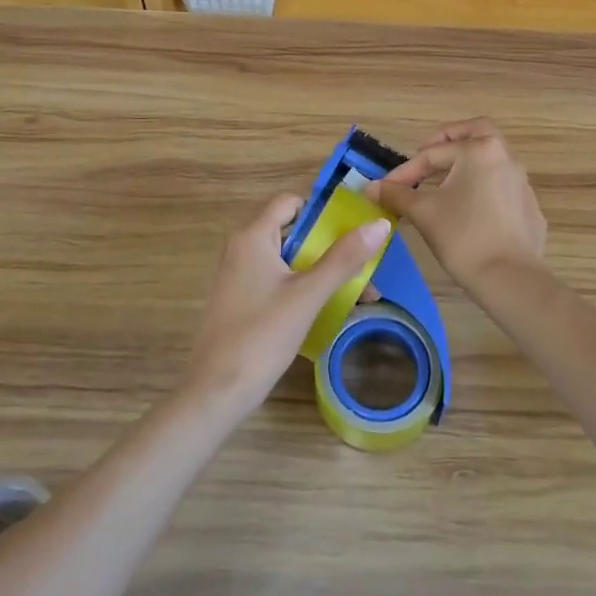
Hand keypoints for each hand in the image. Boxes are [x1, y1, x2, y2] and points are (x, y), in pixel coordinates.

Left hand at [182, 193, 391, 419]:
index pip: (291, 202)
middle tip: (364, 266)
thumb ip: (343, 258)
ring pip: (287, 260)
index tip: (354, 230)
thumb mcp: (308, 295)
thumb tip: (380, 225)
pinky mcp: (239, 301)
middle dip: (330, 247)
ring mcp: (238, 277)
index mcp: (253, 237)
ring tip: (356, 293)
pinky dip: (302, 288)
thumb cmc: (261, 336)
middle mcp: (241, 249)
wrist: (215, 393)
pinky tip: (327, 309)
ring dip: (320, 271)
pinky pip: (277, 282)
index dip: (323, 211)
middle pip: (292, 232)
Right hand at [370, 119, 546, 288]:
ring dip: (465, 164)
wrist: (510, 279)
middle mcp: (505, 157)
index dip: (405, 171)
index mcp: (479, 150)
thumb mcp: (423, 212)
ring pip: (490, 159)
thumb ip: (396, 194)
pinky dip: (482, 187)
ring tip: (442, 185)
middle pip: (475, 133)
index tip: (385, 189)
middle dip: (448, 141)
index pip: (433, 154)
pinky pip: (501, 185)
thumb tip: (371, 188)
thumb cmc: (462, 237)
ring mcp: (522, 182)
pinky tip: (467, 210)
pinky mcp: (529, 207)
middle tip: (427, 156)